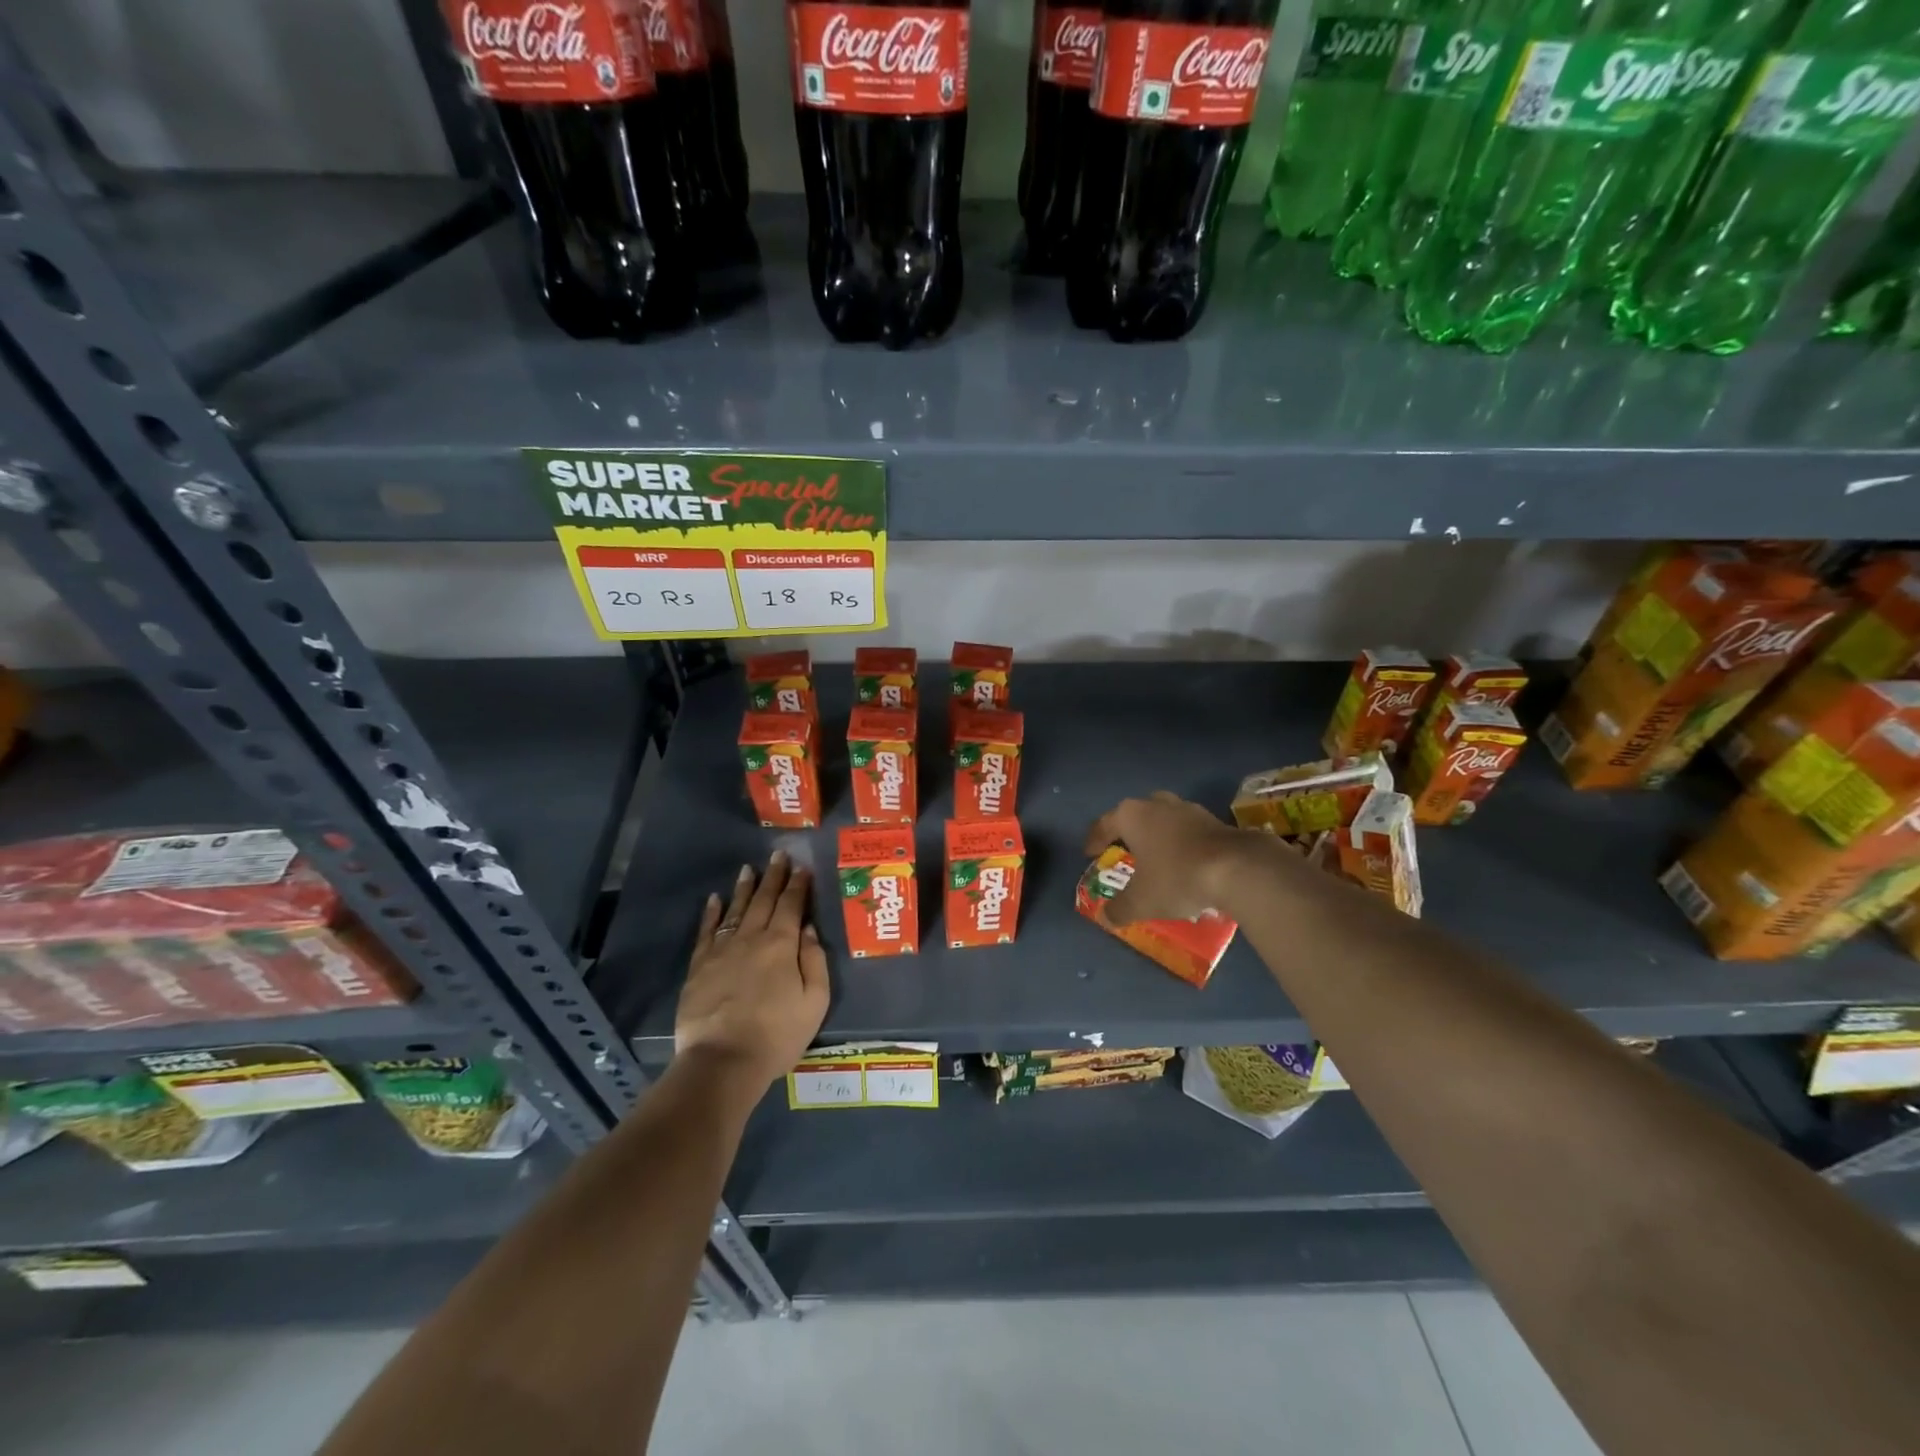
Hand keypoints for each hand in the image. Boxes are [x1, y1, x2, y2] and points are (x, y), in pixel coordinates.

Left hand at [674, 851, 829, 1088]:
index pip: (792, 905)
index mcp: (782, 945)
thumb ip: (814, 961)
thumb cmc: (777, 1035)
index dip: (798, 885)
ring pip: (736, 909)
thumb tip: (808, 929)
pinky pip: (706, 931)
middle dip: (773, 876)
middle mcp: (752, 938)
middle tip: (778, 854)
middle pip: (764, 900)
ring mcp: (722, 950)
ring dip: (744, 887)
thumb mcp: (814, 1002)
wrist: (723, 1061)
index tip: (802, 867)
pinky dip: (711, 913)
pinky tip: (714, 899)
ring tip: (749, 868)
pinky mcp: (699, 966)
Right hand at [1083, 791, 1267, 925]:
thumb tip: (1105, 917)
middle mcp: (1157, 804)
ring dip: (1158, 836)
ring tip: (1156, 858)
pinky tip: (1185, 863)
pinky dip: (1182, 844)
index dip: (1094, 840)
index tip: (1090, 853)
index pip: (1104, 824)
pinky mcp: (1215, 820)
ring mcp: (1188, 809)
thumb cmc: (1176, 877)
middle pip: (1135, 816)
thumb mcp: (1141, 901)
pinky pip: (1188, 830)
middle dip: (1128, 833)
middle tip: (1124, 852)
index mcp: (1132, 815)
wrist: (1237, 868)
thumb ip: (1119, 909)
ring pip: (1164, 820)